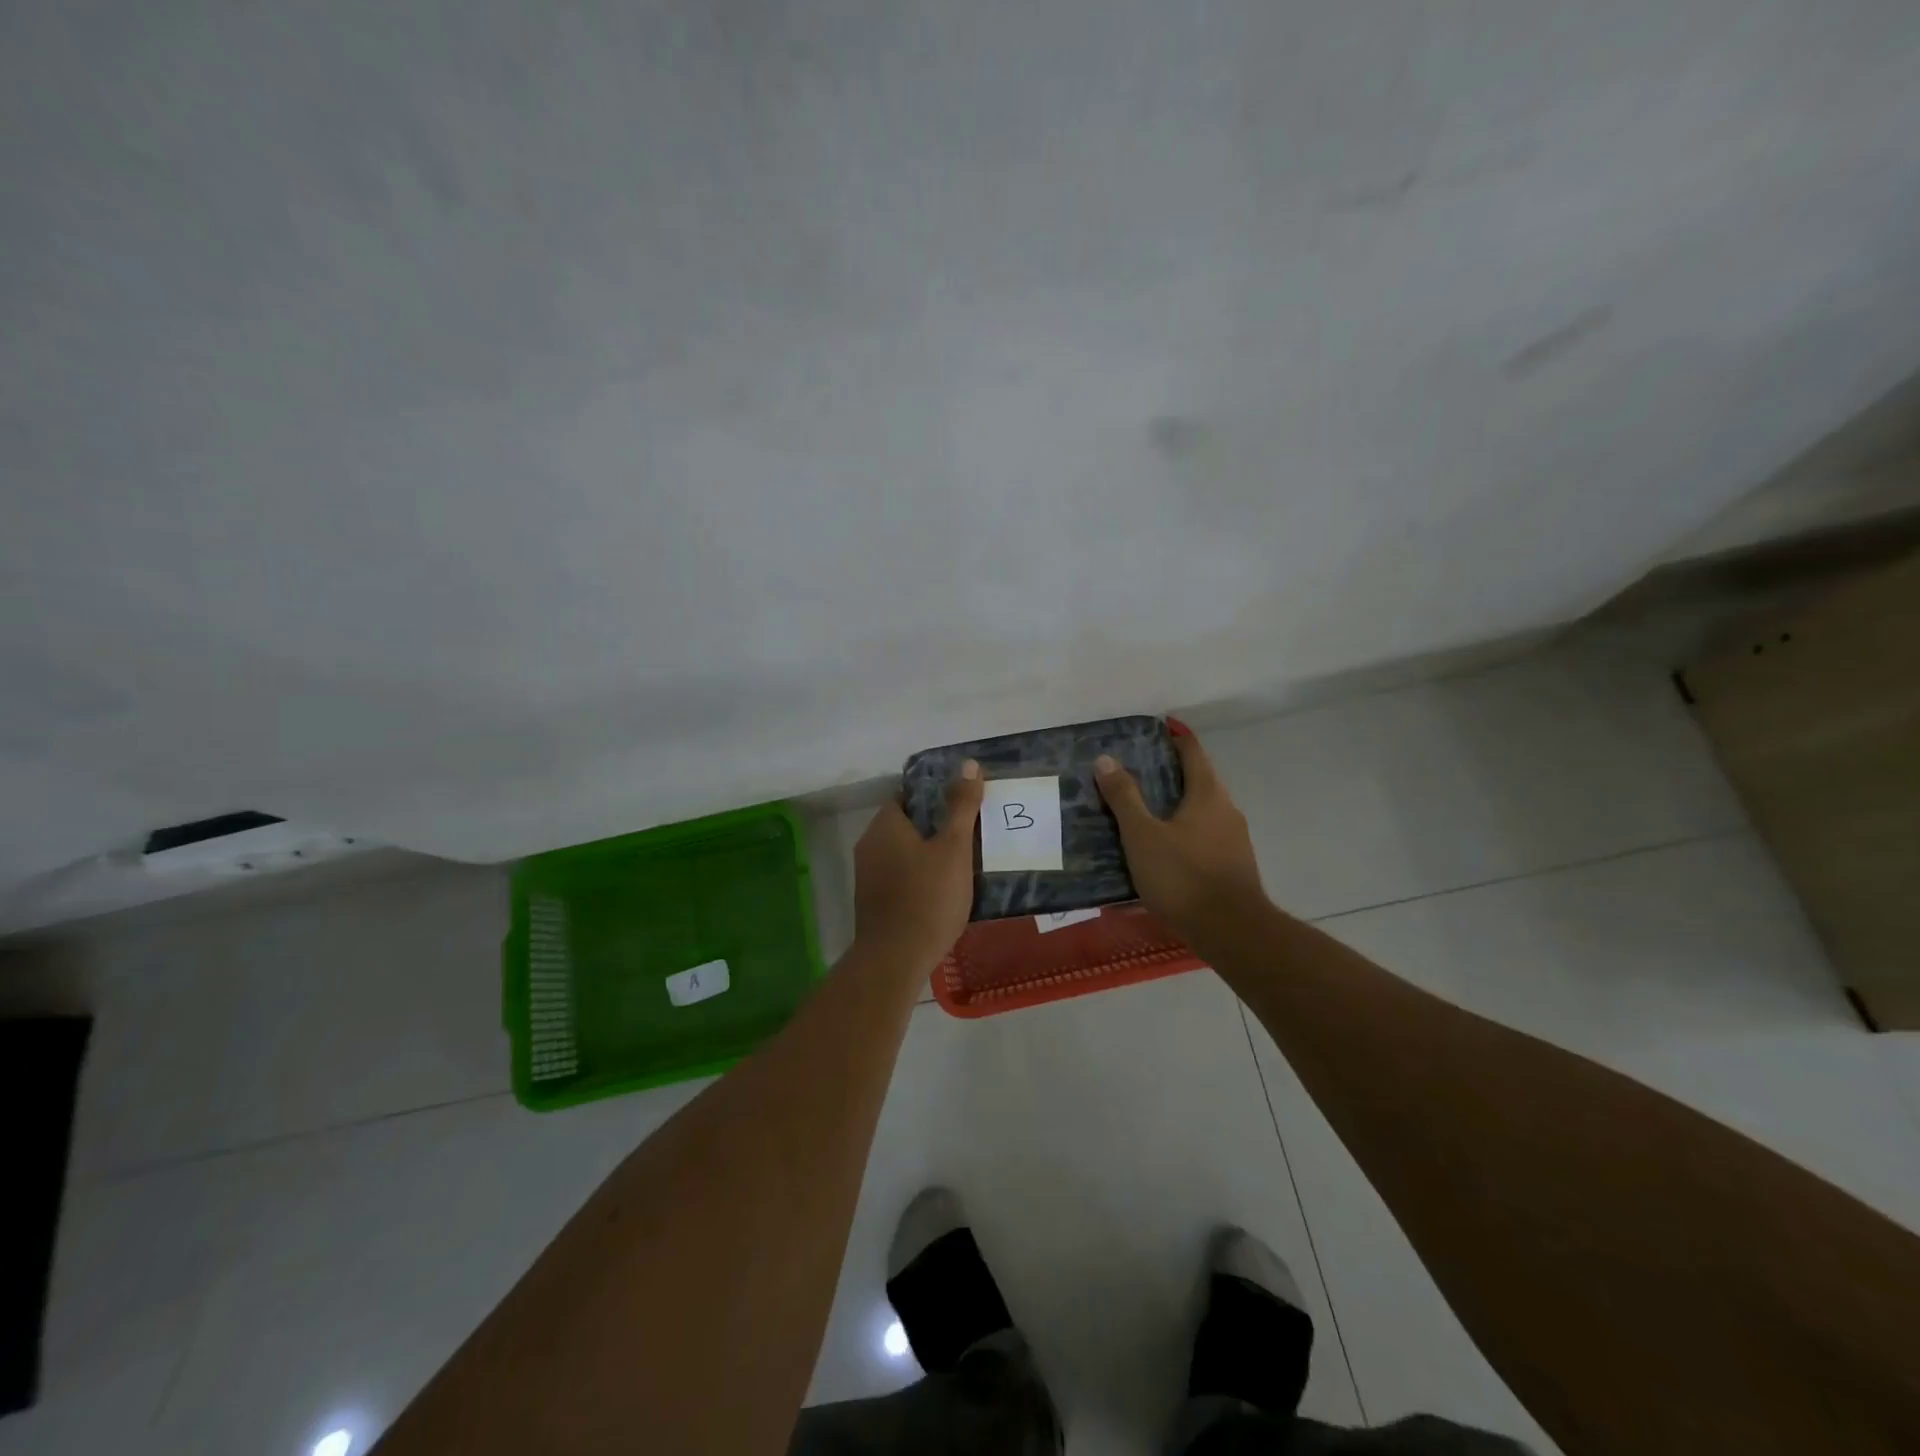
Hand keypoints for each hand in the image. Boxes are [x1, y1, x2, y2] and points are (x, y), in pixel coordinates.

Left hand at [852, 761, 983, 970]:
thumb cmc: (928, 897)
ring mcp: (867, 876)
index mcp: (884, 825)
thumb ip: (961, 806)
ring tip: (962, 863)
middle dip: (935, 827)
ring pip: (902, 853)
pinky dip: (918, 878)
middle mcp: (869, 845)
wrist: (895, 959)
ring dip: (927, 854)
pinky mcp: (872, 902)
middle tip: (970, 834)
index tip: (962, 805)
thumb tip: (967, 764)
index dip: (934, 796)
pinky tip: (942, 891)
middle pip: (905, 824)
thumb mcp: (954, 848)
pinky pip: (899, 877)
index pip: (907, 796)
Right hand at [1095, 723, 1267, 943]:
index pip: (1192, 751)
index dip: (1175, 736)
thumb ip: (1124, 798)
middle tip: (1136, 774)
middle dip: (1171, 774)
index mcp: (1207, 794)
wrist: (1232, 932)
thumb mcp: (1142, 835)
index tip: (1156, 729)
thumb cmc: (1183, 876)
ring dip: (1176, 807)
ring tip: (1143, 814)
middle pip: (1199, 781)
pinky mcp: (1233, 867)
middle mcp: (1226, 810)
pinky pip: (1204, 838)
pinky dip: (1184, 835)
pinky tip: (1163, 852)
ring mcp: (1234, 840)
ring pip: (1202, 812)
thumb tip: (1105, 759)